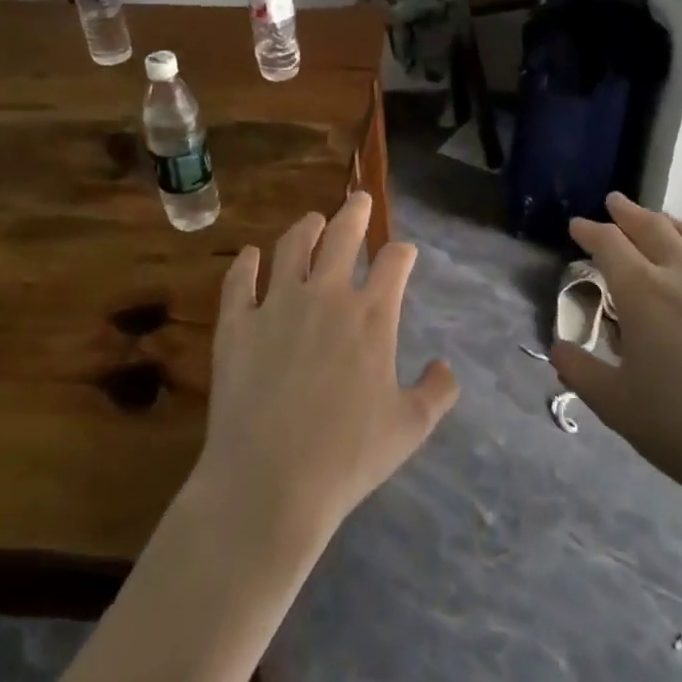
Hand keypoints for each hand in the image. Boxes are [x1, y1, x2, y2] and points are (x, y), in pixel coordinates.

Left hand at [194, 192, 458, 547]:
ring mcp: (277, 305)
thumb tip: (445, 367)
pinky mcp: (236, 324)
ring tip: (312, 220)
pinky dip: (246, 264)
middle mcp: (326, 295)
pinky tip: (250, 256)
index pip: (394, 263)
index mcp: (372, 315)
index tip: (404, 252)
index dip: (402, 253)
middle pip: (343, 236)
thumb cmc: (348, 456)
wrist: (270, 481)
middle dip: (356, 213)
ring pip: (291, 247)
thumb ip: (437, 391)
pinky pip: (239, 281)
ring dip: (305, 228)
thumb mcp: (410, 427)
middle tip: (359, 199)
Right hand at [549, 193, 681, 529]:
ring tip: (664, 222)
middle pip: (655, 229)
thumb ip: (580, 372)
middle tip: (616, 202)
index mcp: (645, 294)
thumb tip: (558, 347)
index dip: (590, 231)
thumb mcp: (617, 408)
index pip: (610, 245)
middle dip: (630, 213)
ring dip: (676, 226)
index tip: (576, 224)